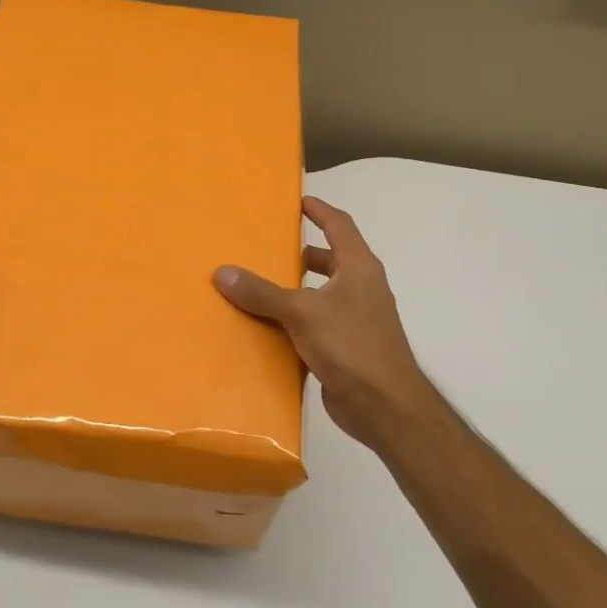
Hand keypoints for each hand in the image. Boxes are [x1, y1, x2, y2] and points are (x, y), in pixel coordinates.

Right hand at [214, 196, 439, 448]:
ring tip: (261, 287)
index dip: (320, 211)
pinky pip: (317, 324)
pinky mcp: (347, 348)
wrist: (384, 406)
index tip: (299, 201)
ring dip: (297, 289)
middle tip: (269, 249)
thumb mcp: (302, 312)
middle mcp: (362, 288)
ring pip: (323, 294)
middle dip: (303, 254)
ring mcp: (357, 319)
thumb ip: (262, 292)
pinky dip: (297, 321)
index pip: (340, 226)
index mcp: (359, 268)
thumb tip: (222, 272)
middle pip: (331, 260)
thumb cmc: (351, 345)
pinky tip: (269, 327)